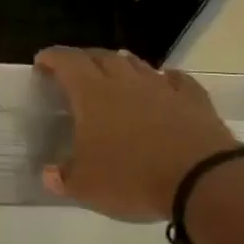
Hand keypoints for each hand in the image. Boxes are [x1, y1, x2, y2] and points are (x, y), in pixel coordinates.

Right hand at [35, 48, 241, 222]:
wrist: (201, 178)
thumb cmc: (133, 178)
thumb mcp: (87, 187)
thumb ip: (64, 178)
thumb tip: (49, 174)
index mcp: (92, 94)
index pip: (67, 62)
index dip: (52, 58)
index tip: (42, 61)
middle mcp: (124, 82)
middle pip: (101, 57)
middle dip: (85, 59)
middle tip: (76, 69)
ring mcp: (161, 87)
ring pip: (137, 64)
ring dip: (122, 65)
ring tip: (115, 71)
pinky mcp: (193, 99)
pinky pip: (176, 79)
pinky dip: (166, 78)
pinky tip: (165, 82)